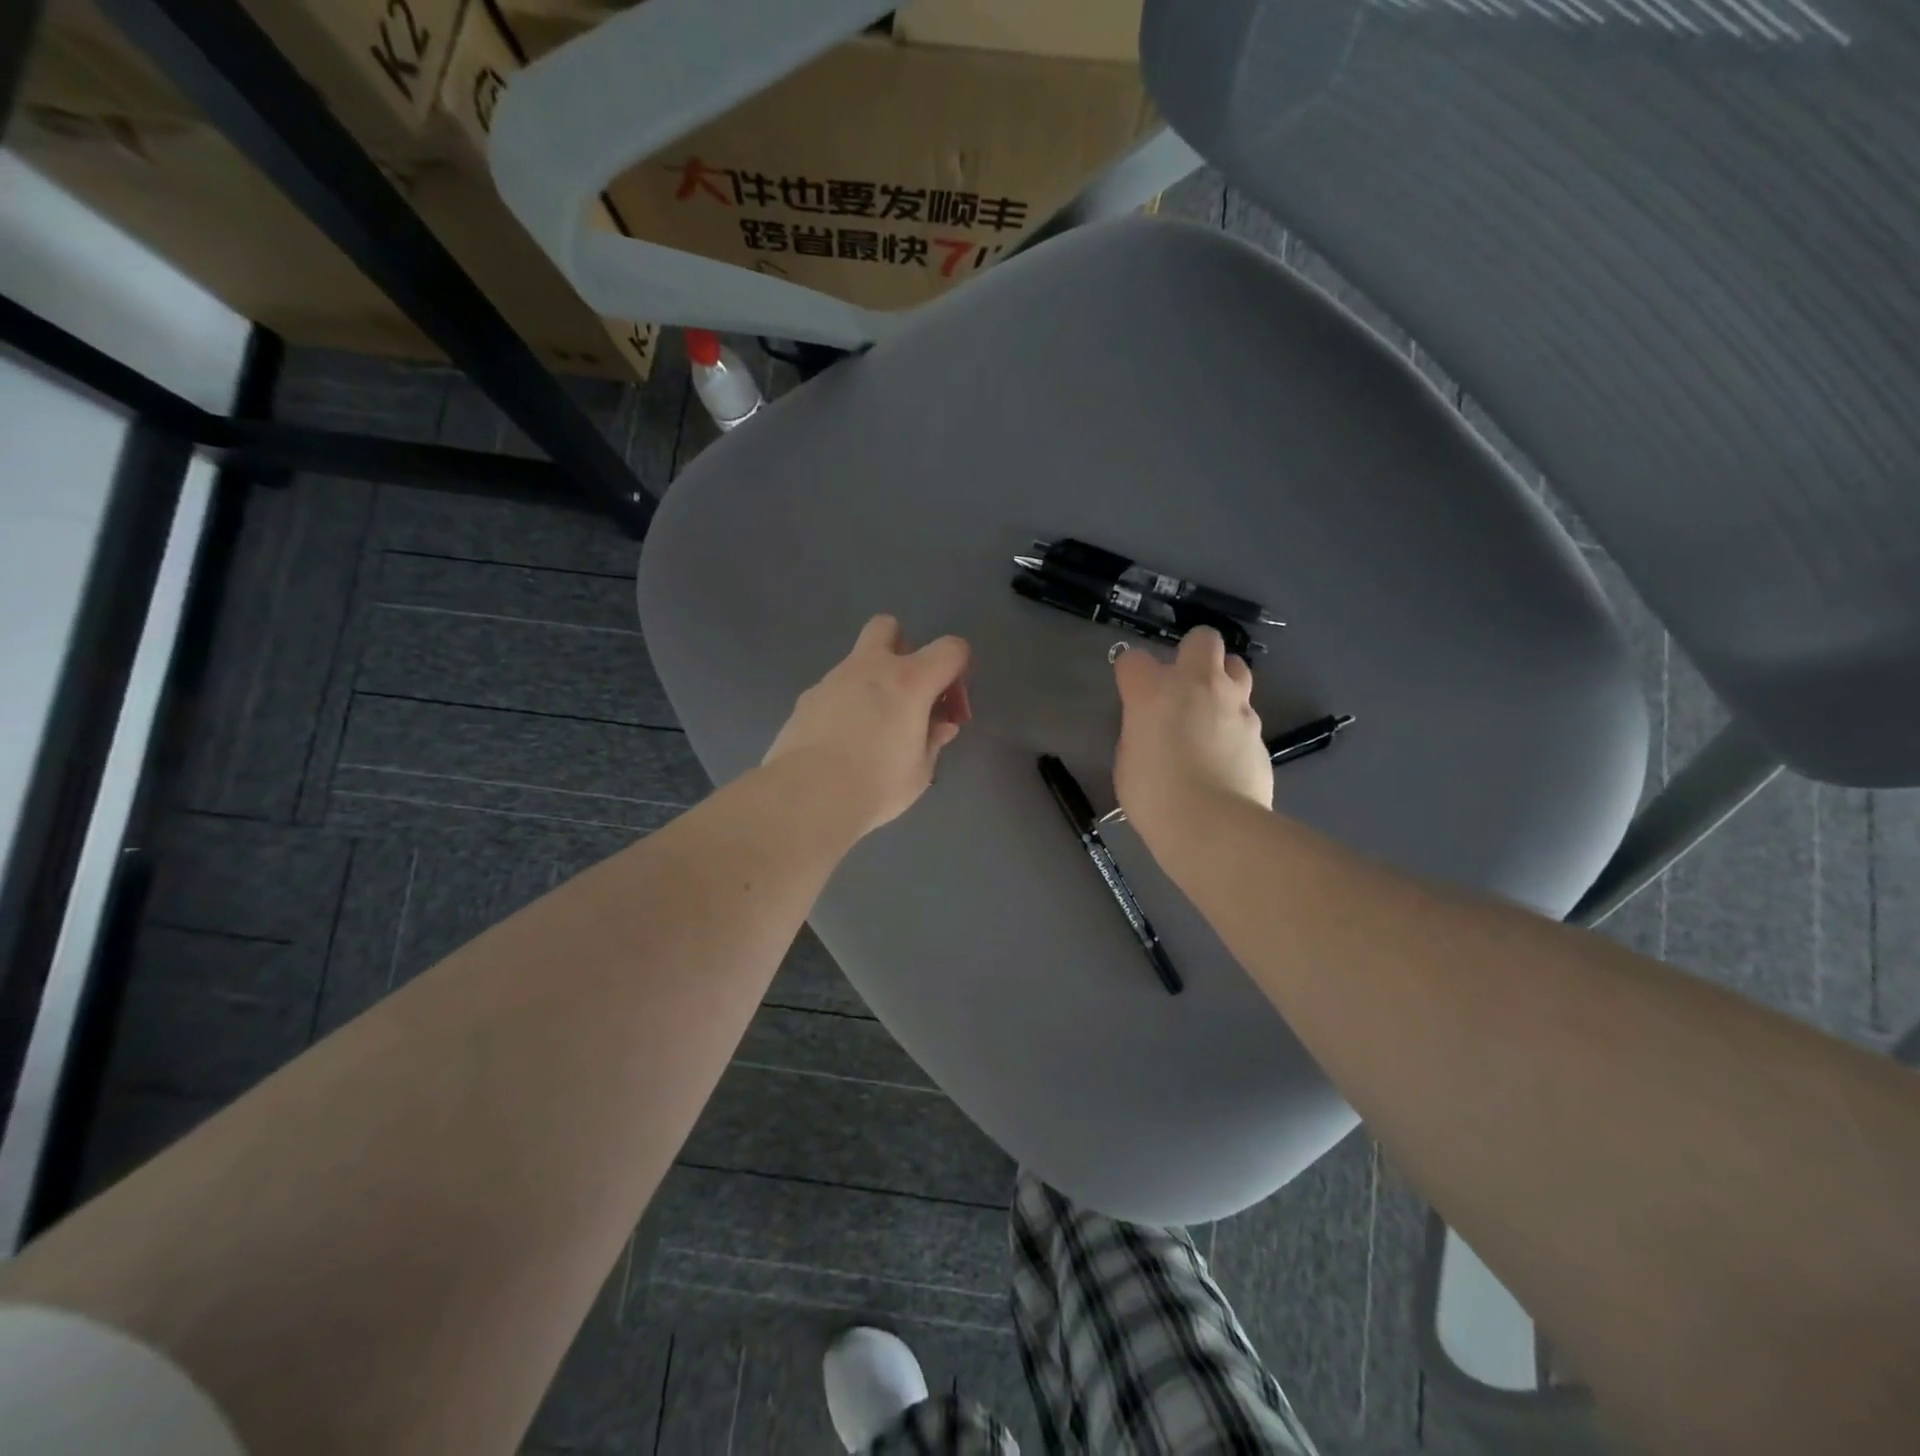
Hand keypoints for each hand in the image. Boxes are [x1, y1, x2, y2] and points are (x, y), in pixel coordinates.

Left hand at [763, 615, 972, 837]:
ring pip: (857, 661)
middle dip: (901, 647)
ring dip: (870, 681)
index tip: (950, 697)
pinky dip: (844, 704)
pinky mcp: (806, 698)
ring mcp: (833, 679)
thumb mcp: (920, 771)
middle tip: (906, 689)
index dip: (958, 666)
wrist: (807, 795)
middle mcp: (871, 667)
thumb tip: (941, 725)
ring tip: (870, 728)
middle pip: (888, 626)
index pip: (950, 649)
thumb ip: (932, 740)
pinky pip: (834, 690)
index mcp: (909, 681)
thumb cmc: (877, 784)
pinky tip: (840, 741)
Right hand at [1113, 627, 1271, 847]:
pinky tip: (1227, 754)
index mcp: (1153, 691)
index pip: (1133, 659)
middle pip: (1202, 639)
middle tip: (1183, 684)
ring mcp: (1236, 705)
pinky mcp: (1260, 731)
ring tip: (1212, 711)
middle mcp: (1198, 685)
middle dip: (1192, 653)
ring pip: (1237, 667)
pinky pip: (1247, 714)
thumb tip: (1154, 729)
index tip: (1131, 692)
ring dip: (1223, 681)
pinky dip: (1235, 725)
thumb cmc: (1154, 796)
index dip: (1131, 674)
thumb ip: (1140, 732)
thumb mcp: (1128, 761)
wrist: (1214, 826)